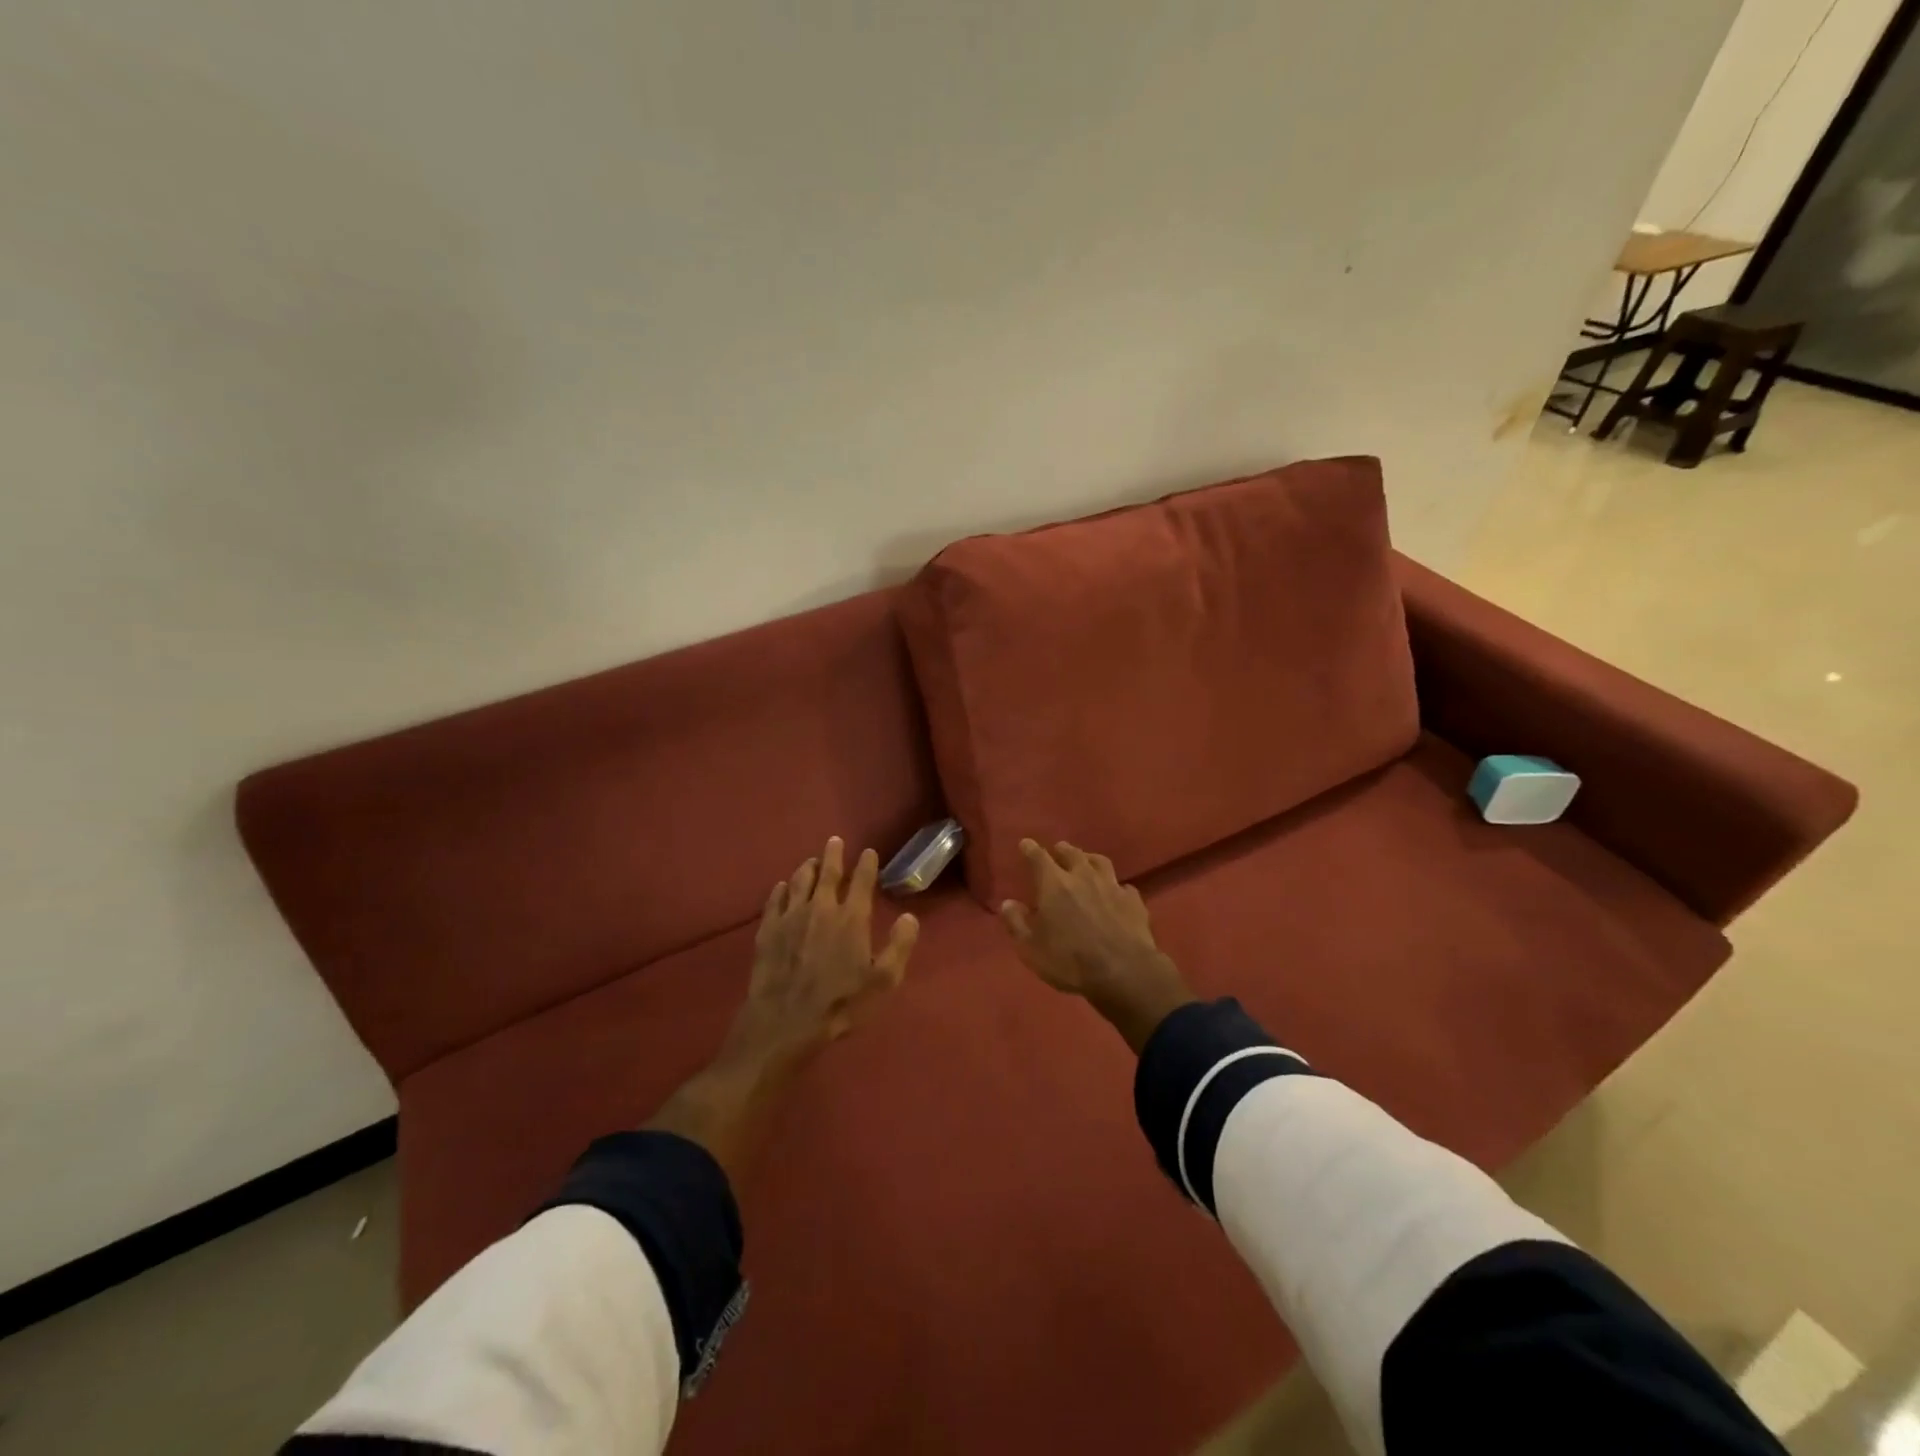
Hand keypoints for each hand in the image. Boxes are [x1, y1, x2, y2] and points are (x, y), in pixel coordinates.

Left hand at [723, 835, 920, 1071]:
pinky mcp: (767, 930)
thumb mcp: (883, 981)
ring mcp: (790, 917)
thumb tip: (909, 917)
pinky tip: (783, 887)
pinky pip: (775, 900)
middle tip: (835, 840)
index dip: (867, 864)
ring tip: (812, 861)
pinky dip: (782, 889)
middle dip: (834, 854)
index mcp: (852, 918)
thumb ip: (899, 946)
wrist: (784, 1022)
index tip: (869, 852)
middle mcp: (821, 908)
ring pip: (800, 881)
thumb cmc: (840, 1004)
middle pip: (828, 872)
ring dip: (808, 868)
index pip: (863, 882)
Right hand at [999, 839, 1193, 1053]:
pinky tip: (1116, 893)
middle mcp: (1083, 876)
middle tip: (1058, 850)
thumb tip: (1007, 903)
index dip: (1030, 849)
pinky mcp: (1134, 901)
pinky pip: (1123, 886)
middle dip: (1062, 850)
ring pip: (1100, 862)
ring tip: (1086, 861)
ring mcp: (1112, 886)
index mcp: (1054, 884)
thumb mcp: (1031, 948)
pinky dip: (1116, 887)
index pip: (1038, 857)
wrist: (1124, 972)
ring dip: (1090, 859)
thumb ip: (1017, 923)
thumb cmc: (1070, 960)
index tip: (1026, 843)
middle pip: (1072, 853)